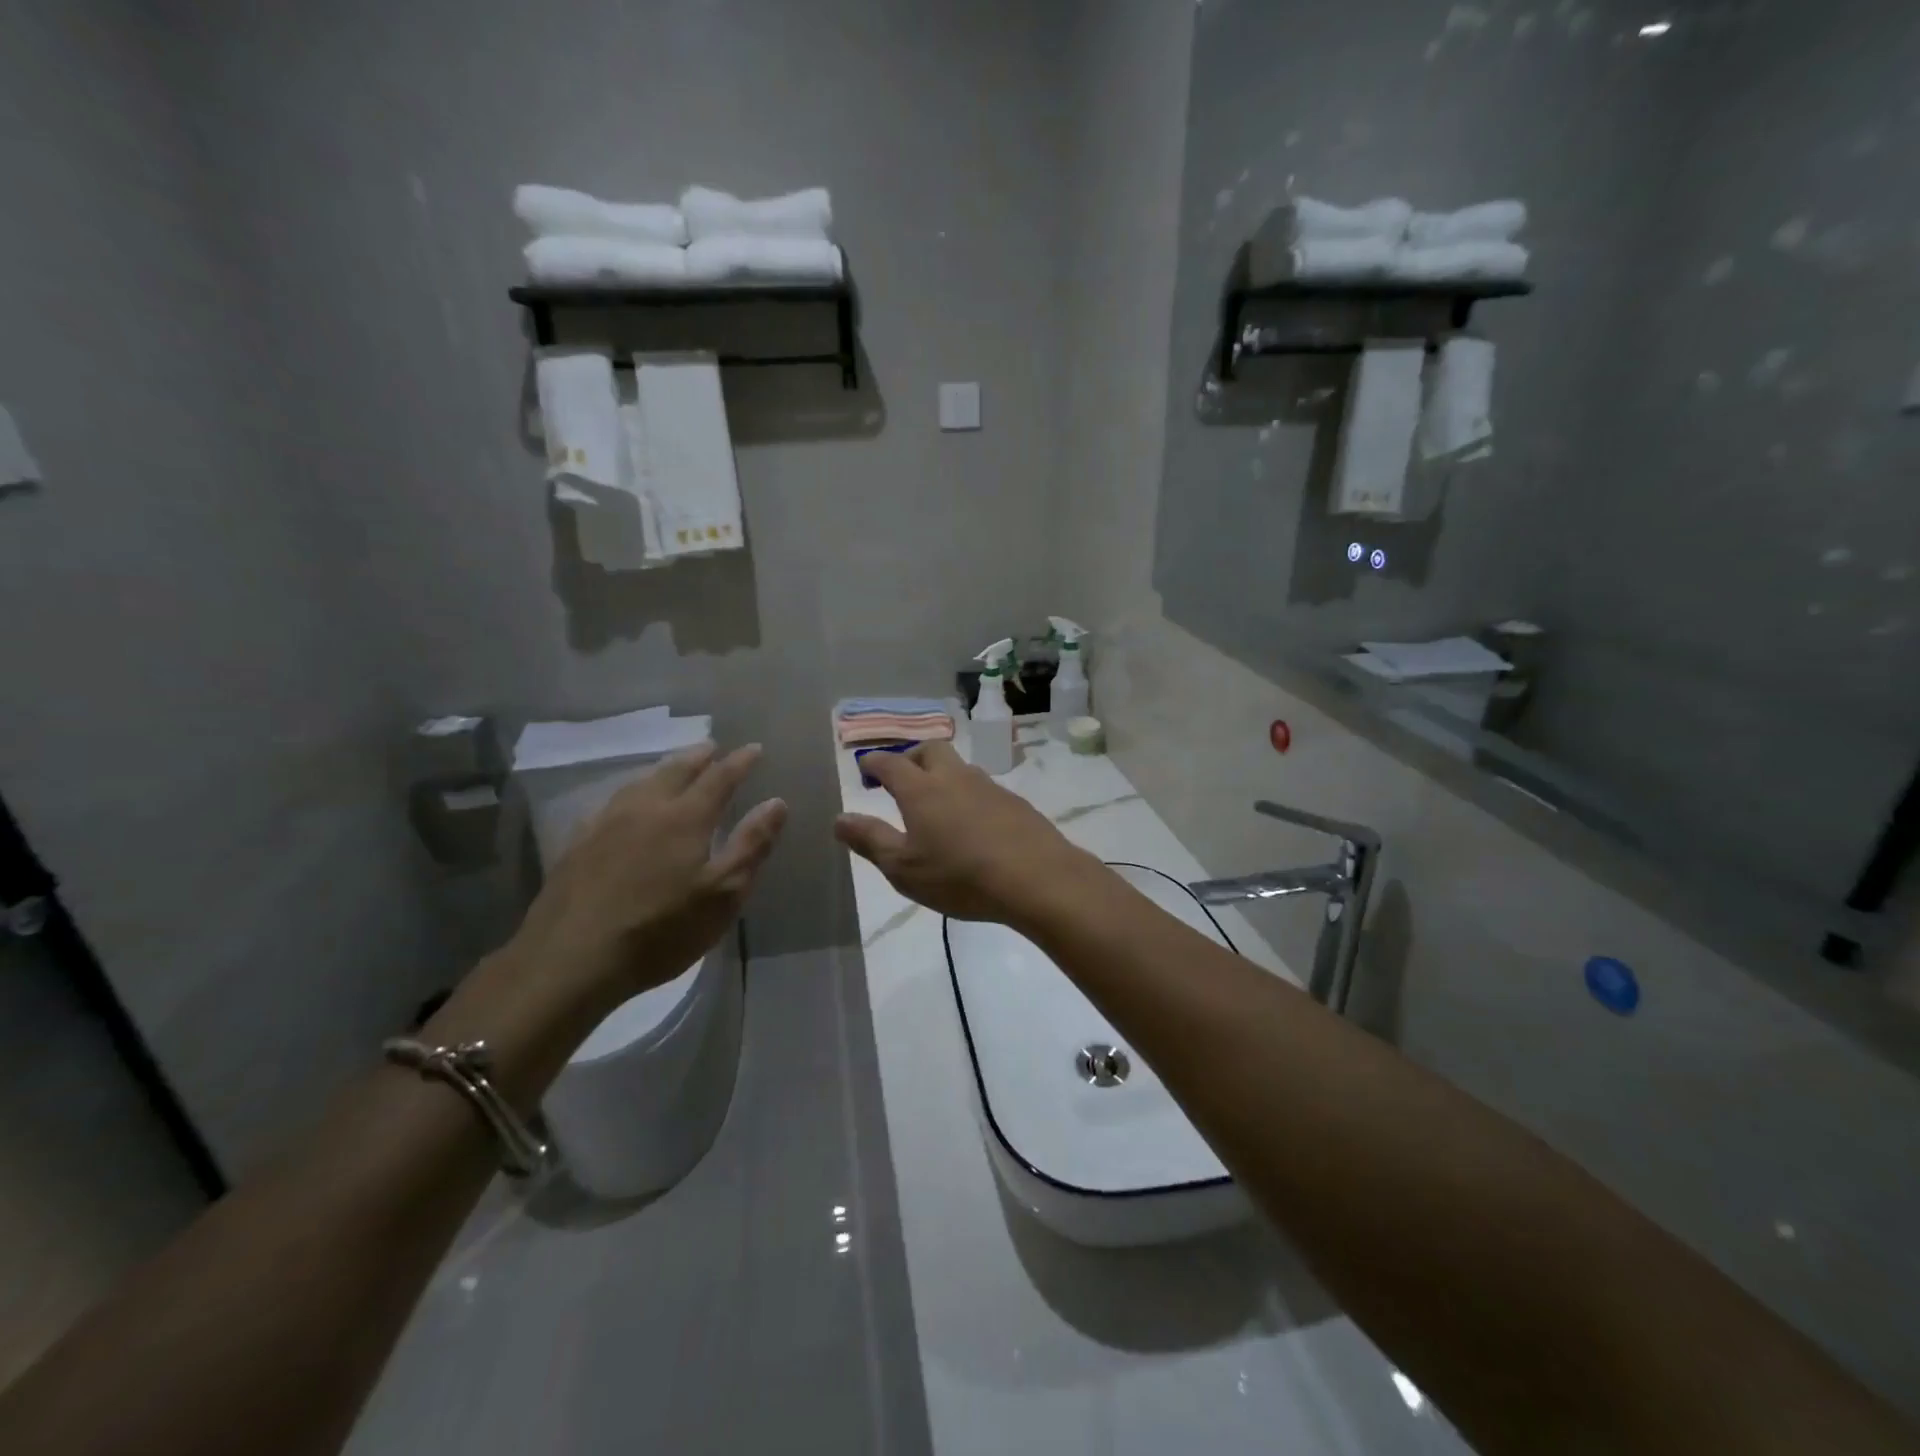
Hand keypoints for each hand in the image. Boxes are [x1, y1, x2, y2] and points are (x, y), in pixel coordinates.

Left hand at [509, 742, 787, 1006]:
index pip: (719, 778)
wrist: (570, 959)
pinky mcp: (578, 843)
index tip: (755, 748)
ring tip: (675, 767)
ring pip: (641, 781)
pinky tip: (627, 804)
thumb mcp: (722, 894)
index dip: (740, 762)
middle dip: (698, 756)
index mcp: (685, 818)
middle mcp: (645, 808)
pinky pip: (612, 802)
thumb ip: (751, 845)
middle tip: (712, 746)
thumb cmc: (660, 930)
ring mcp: (606, 823)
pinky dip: (632, 791)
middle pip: (676, 770)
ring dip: (665, 769)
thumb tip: (777, 802)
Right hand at [834, 741, 1095, 924]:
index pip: (891, 763)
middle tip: (900, 776)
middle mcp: (955, 778)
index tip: (865, 766)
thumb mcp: (904, 868)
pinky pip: (982, 788)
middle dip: (910, 757)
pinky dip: (967, 795)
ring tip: (935, 801)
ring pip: (959, 767)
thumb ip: (870, 840)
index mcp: (922, 790)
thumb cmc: (960, 875)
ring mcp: (989, 787)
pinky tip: (971, 822)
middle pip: (930, 750)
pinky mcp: (1015, 803)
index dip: (874, 762)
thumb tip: (840, 818)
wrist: (1036, 878)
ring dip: (942, 774)